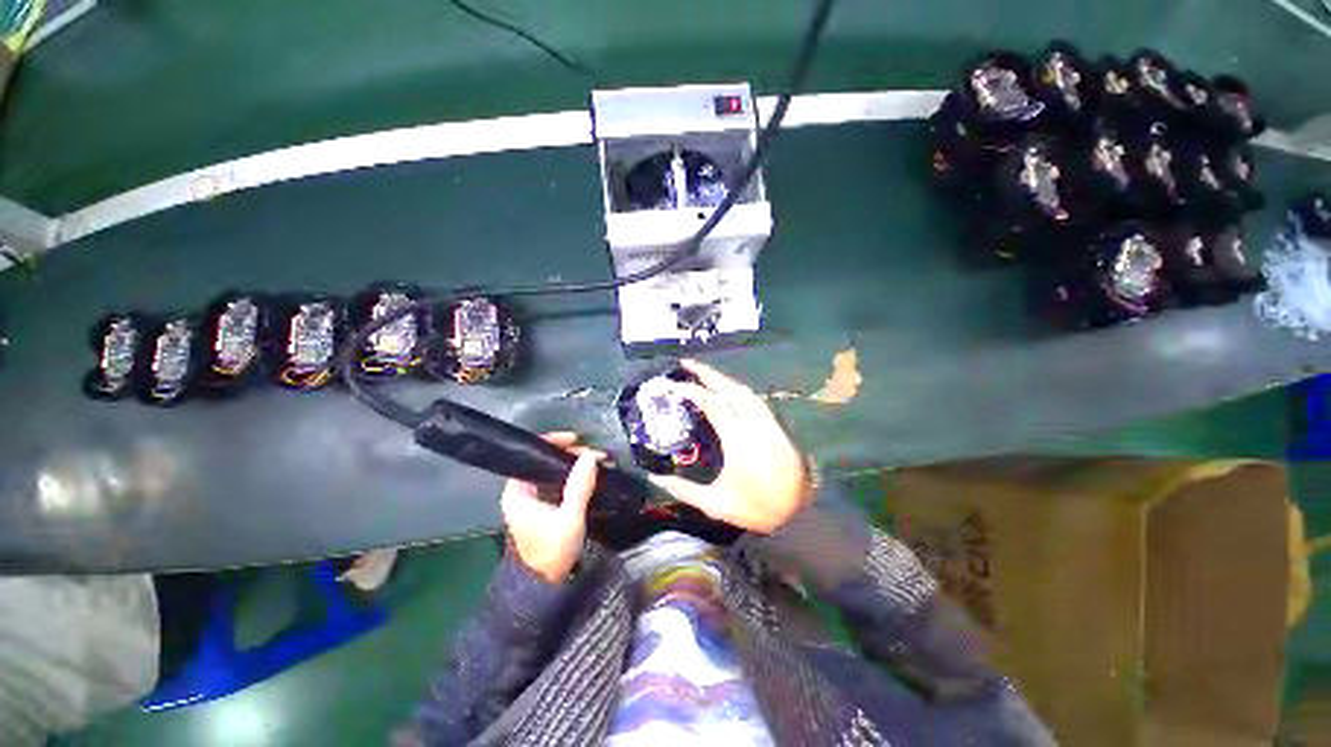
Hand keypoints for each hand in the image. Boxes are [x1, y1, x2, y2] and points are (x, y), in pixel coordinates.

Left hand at [500, 432, 600, 583]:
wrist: (546, 585)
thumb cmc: (552, 551)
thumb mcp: (568, 518)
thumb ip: (579, 486)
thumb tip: (590, 456)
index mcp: (517, 492)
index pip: (531, 455)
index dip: (553, 442)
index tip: (576, 440)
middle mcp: (522, 491)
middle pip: (545, 461)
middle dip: (571, 454)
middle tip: (595, 455)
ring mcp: (534, 499)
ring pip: (554, 471)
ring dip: (576, 465)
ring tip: (599, 462)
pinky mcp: (546, 506)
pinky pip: (560, 482)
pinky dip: (576, 477)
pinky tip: (593, 474)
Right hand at [650, 359, 811, 532]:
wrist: (800, 515)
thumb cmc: (756, 509)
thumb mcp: (716, 504)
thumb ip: (684, 490)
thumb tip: (655, 478)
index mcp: (738, 442)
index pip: (713, 405)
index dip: (691, 391)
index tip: (672, 386)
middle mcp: (755, 426)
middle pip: (730, 389)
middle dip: (708, 373)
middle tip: (687, 363)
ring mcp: (768, 424)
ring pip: (745, 391)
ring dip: (723, 379)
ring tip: (704, 374)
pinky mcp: (777, 427)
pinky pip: (755, 400)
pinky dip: (737, 389)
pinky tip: (728, 390)